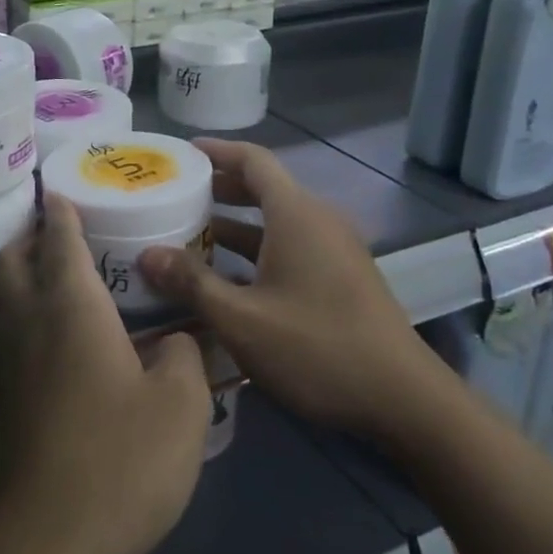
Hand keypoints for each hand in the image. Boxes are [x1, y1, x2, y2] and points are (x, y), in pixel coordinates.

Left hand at [0, 194, 212, 553]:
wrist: (40, 536)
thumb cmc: (117, 459)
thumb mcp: (181, 408)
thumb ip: (184, 357)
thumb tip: (175, 338)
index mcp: (71, 304)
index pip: (59, 237)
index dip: (60, 209)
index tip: (59, 189)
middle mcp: (26, 317)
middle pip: (10, 257)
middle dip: (26, 235)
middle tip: (51, 231)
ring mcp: (0, 357)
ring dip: (12, 275)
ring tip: (42, 279)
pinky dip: (8, 320)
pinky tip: (34, 343)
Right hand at [137, 139, 451, 443]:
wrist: (406, 402)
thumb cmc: (318, 349)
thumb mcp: (242, 319)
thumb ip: (192, 283)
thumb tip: (146, 255)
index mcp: (296, 214)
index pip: (253, 160)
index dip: (215, 151)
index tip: (180, 153)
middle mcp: (317, 221)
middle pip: (263, 187)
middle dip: (218, 188)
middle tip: (174, 196)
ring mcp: (333, 250)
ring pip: (275, 221)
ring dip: (233, 224)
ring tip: (188, 236)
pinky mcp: (341, 277)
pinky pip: (289, 245)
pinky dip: (255, 248)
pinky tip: (226, 278)